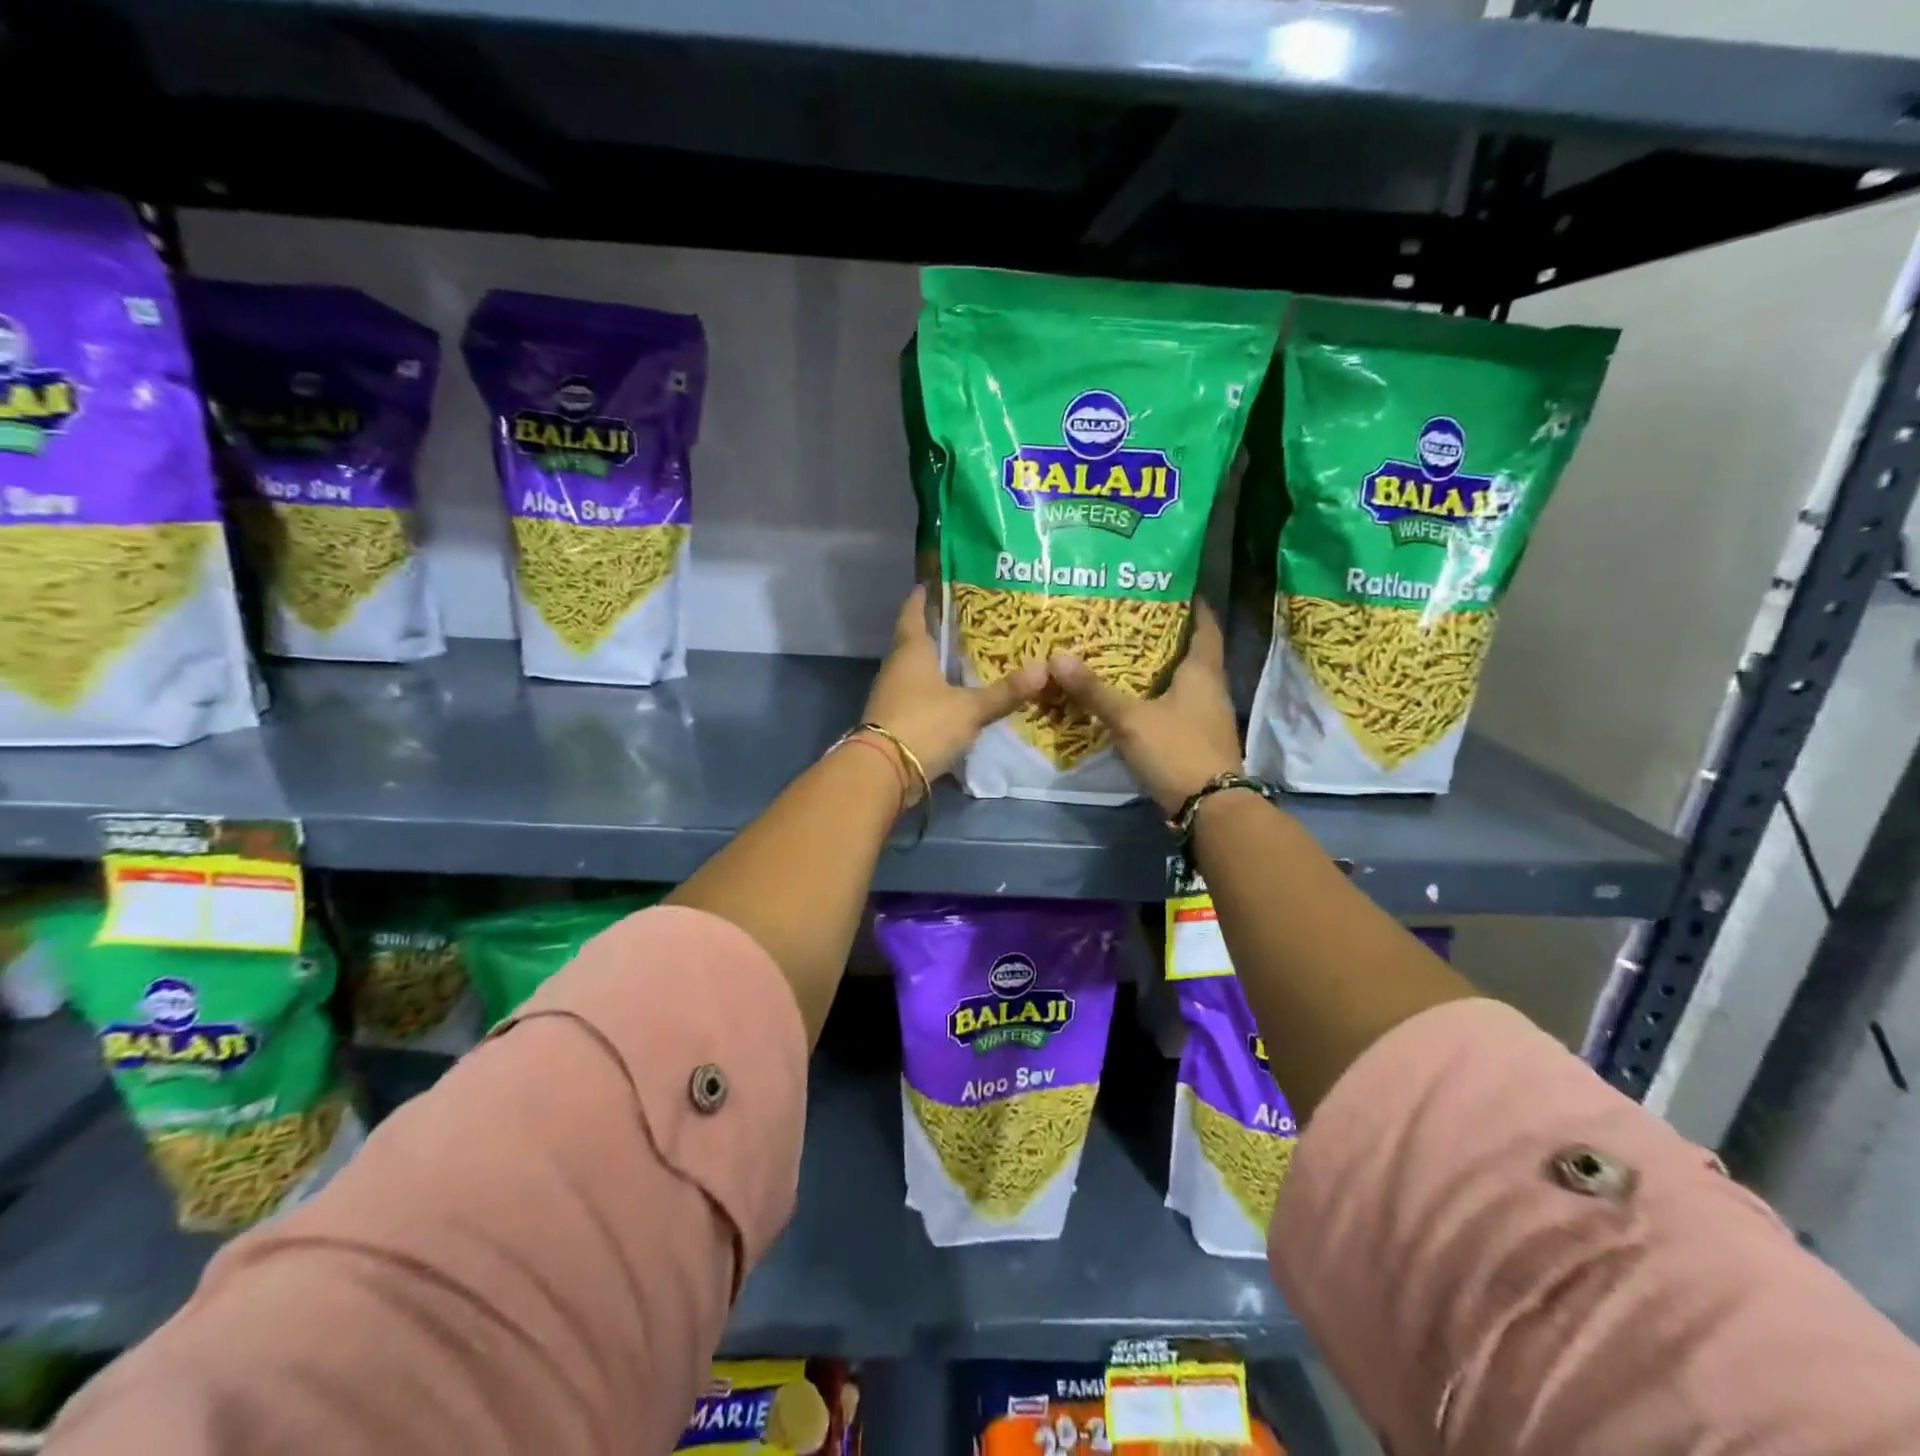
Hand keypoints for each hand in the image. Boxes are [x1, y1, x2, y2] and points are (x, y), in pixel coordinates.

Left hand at [862, 586, 1045, 796]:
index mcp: (911, 650)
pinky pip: (917, 696)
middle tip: (968, 622)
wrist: (883, 772)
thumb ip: (1004, 693)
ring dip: (936, 665)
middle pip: (916, 641)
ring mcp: (891, 694)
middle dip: (938, 632)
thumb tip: (1044, 670)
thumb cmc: (925, 724)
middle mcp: (896, 666)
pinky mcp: (893, 720)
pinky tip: (954, 696)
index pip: (913, 612)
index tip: (932, 583)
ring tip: (966, 659)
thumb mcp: (970, 709)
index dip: (923, 596)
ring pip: (916, 670)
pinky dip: (934, 692)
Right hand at [1049, 602, 1242, 815]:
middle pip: (1193, 653)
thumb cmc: (1176, 749)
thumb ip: (1094, 690)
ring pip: (1184, 682)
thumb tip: (1057, 657)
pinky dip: (1158, 697)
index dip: (1194, 606)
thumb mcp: (1130, 718)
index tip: (1173, 588)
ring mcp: (1207, 717)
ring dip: (1161, 669)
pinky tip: (1134, 699)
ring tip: (1126, 655)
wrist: (1209, 807)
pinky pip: (1177, 707)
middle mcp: (1211, 689)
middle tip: (1132, 620)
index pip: (1205, 626)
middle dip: (1167, 636)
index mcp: (1203, 672)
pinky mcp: (1198, 740)